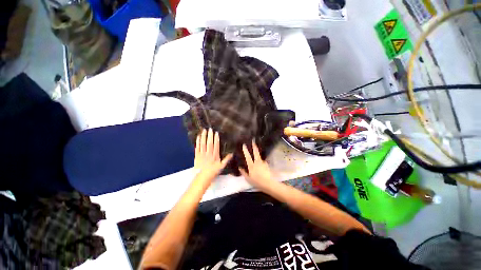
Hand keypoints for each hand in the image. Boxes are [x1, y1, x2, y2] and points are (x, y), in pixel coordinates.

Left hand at [194, 129, 232, 183]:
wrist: (203, 177)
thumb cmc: (213, 171)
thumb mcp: (222, 166)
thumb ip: (226, 159)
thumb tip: (232, 153)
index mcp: (215, 155)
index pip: (216, 145)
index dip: (216, 139)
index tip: (216, 133)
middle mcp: (208, 153)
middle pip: (209, 143)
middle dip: (209, 136)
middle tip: (210, 129)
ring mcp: (202, 154)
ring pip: (203, 144)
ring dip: (203, 137)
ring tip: (204, 130)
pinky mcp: (197, 155)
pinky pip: (197, 147)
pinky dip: (197, 142)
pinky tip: (198, 137)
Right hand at [239, 140, 275, 189]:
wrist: (268, 184)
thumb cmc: (257, 182)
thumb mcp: (248, 179)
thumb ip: (243, 173)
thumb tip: (239, 168)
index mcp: (251, 165)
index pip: (248, 156)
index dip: (245, 150)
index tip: (244, 145)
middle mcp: (257, 162)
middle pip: (256, 153)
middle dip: (254, 146)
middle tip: (253, 141)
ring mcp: (263, 163)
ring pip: (260, 156)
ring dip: (258, 153)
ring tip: (256, 151)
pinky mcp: (267, 165)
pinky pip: (263, 162)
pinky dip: (261, 161)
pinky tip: (261, 164)